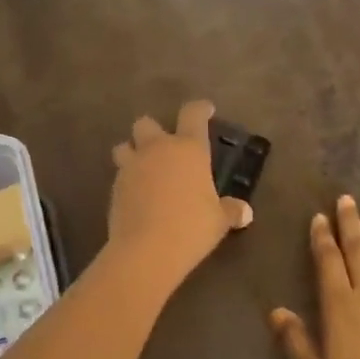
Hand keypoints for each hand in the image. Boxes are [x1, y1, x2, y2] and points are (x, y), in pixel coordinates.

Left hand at [108, 100, 252, 288]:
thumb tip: (245, 212)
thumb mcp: (219, 221)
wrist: (146, 250)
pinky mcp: (114, 187)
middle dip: (153, 130)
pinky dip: (127, 180)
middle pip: (146, 123)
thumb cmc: (191, 227)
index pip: (193, 114)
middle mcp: (158, 149)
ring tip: (143, 168)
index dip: (200, 108)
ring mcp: (132, 166)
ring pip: (124, 146)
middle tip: (164, 146)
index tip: (206, 110)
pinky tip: (137, 196)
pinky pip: (120, 175)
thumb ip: (231, 211)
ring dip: (132, 152)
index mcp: (189, 149)